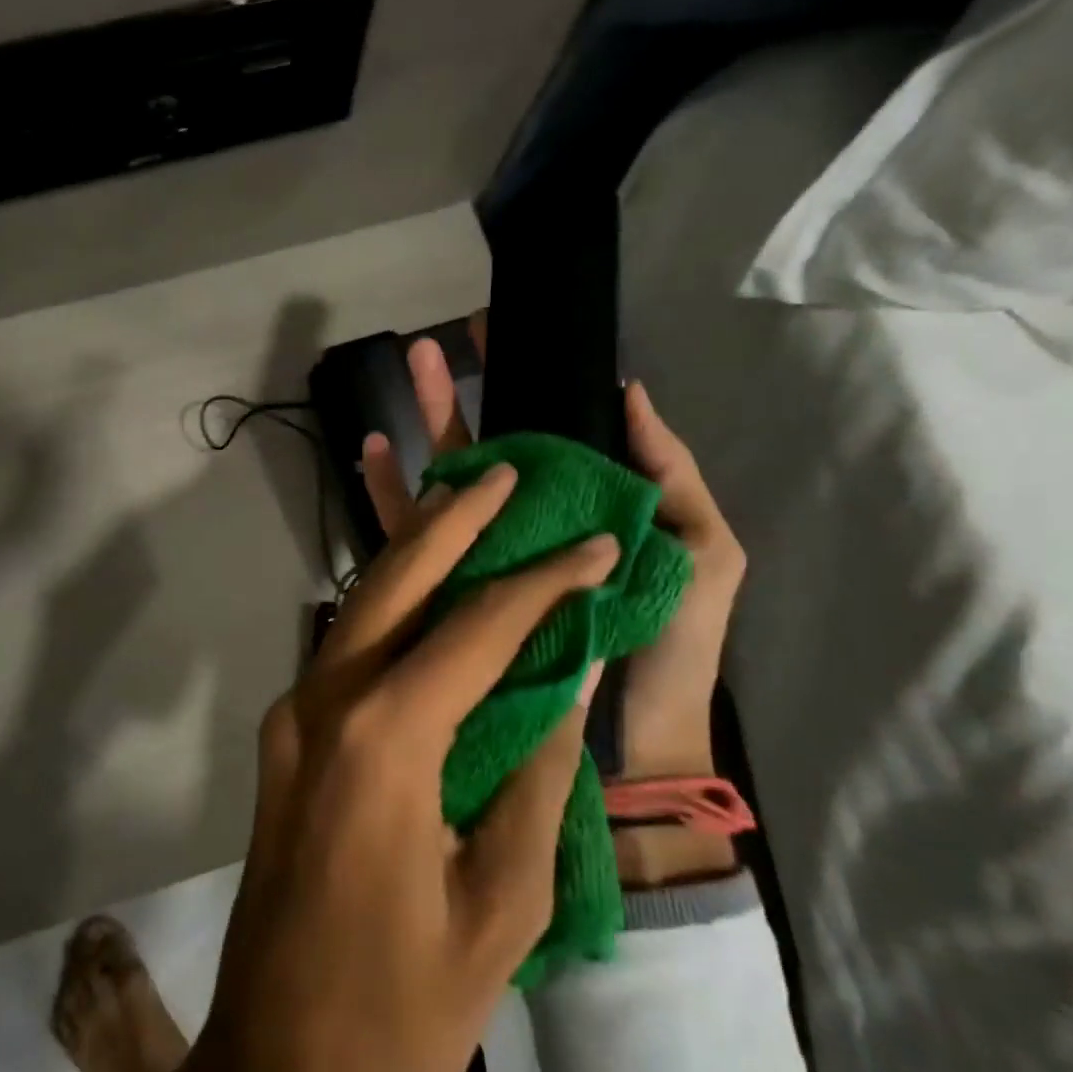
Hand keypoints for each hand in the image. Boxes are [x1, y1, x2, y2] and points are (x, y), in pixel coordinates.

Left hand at [111, 463, 613, 1071]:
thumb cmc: (402, 1012)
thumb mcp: (501, 905)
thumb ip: (536, 779)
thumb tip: (565, 685)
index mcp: (384, 741)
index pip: (477, 628)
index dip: (544, 582)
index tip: (595, 545)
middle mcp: (324, 703)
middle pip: (394, 581)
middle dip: (451, 520)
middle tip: (500, 472)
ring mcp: (292, 716)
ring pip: (359, 606)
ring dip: (414, 554)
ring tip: (467, 509)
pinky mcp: (284, 739)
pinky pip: (345, 651)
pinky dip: (391, 609)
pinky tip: (428, 595)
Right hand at [361, 329, 745, 884]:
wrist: (630, 738)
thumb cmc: (674, 643)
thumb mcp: (701, 551)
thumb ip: (670, 475)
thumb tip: (629, 390)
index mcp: (584, 508)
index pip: (552, 433)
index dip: (530, 383)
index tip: (507, 334)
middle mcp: (530, 524)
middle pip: (491, 449)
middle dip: (464, 394)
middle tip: (436, 343)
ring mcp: (488, 556)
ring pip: (449, 481)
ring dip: (427, 428)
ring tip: (408, 373)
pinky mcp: (455, 593)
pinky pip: (418, 538)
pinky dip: (395, 495)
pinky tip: (372, 454)